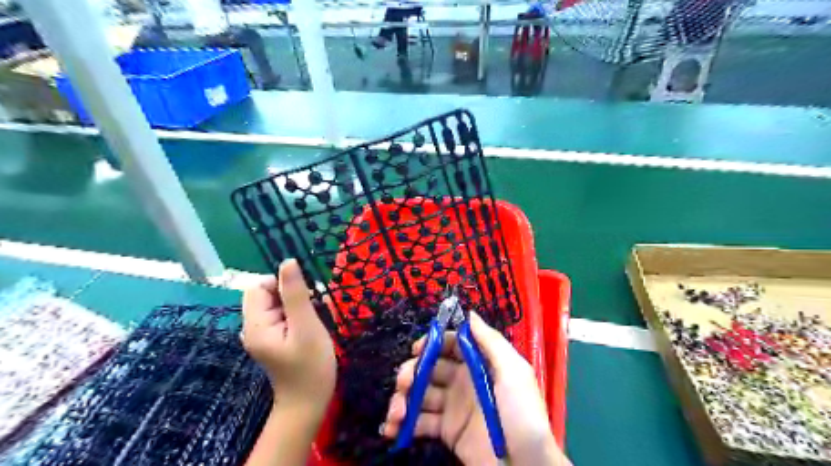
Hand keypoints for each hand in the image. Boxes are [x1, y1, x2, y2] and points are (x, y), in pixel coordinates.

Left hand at [242, 259, 334, 418]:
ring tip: (314, 319)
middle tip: (313, 309)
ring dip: (297, 304)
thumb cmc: (311, 366)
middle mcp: (253, 328)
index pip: (258, 287)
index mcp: (255, 325)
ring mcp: (263, 335)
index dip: (281, 284)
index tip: (305, 296)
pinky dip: (297, 314)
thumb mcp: (306, 326)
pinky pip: (282, 316)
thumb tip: (288, 261)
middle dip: (291, 294)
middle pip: (266, 294)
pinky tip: (310, 326)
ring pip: (276, 304)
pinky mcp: (273, 340)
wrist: (309, 403)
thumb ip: (295, 293)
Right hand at [379, 314, 567, 465]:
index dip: (433, 343)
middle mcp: (463, 381)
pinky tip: (392, 429)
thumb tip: (469, 313)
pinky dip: (403, 424)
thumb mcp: (514, 372)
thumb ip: (490, 341)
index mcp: (479, 364)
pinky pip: (420, 423)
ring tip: (396, 412)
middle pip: (431, 368)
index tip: (417, 349)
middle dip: (413, 371)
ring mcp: (453, 407)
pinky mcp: (447, 432)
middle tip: (404, 382)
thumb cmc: (522, 413)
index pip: (451, 345)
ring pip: (421, 394)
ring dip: (403, 399)